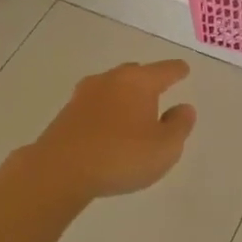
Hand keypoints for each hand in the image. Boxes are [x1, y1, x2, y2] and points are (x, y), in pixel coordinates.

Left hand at [30, 60, 196, 199]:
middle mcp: (111, 80)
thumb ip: (179, 126)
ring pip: (112, 88)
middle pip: (135, 73)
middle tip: (158, 93)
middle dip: (148, 81)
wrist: (59, 171)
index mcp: (138, 82)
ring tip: (133, 114)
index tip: (183, 70)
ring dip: (124, 97)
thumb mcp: (165, 147)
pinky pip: (95, 106)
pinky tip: (108, 130)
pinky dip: (106, 113)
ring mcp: (84, 95)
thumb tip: (183, 108)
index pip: (165, 70)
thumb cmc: (121, 156)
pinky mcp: (66, 114)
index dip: (177, 71)